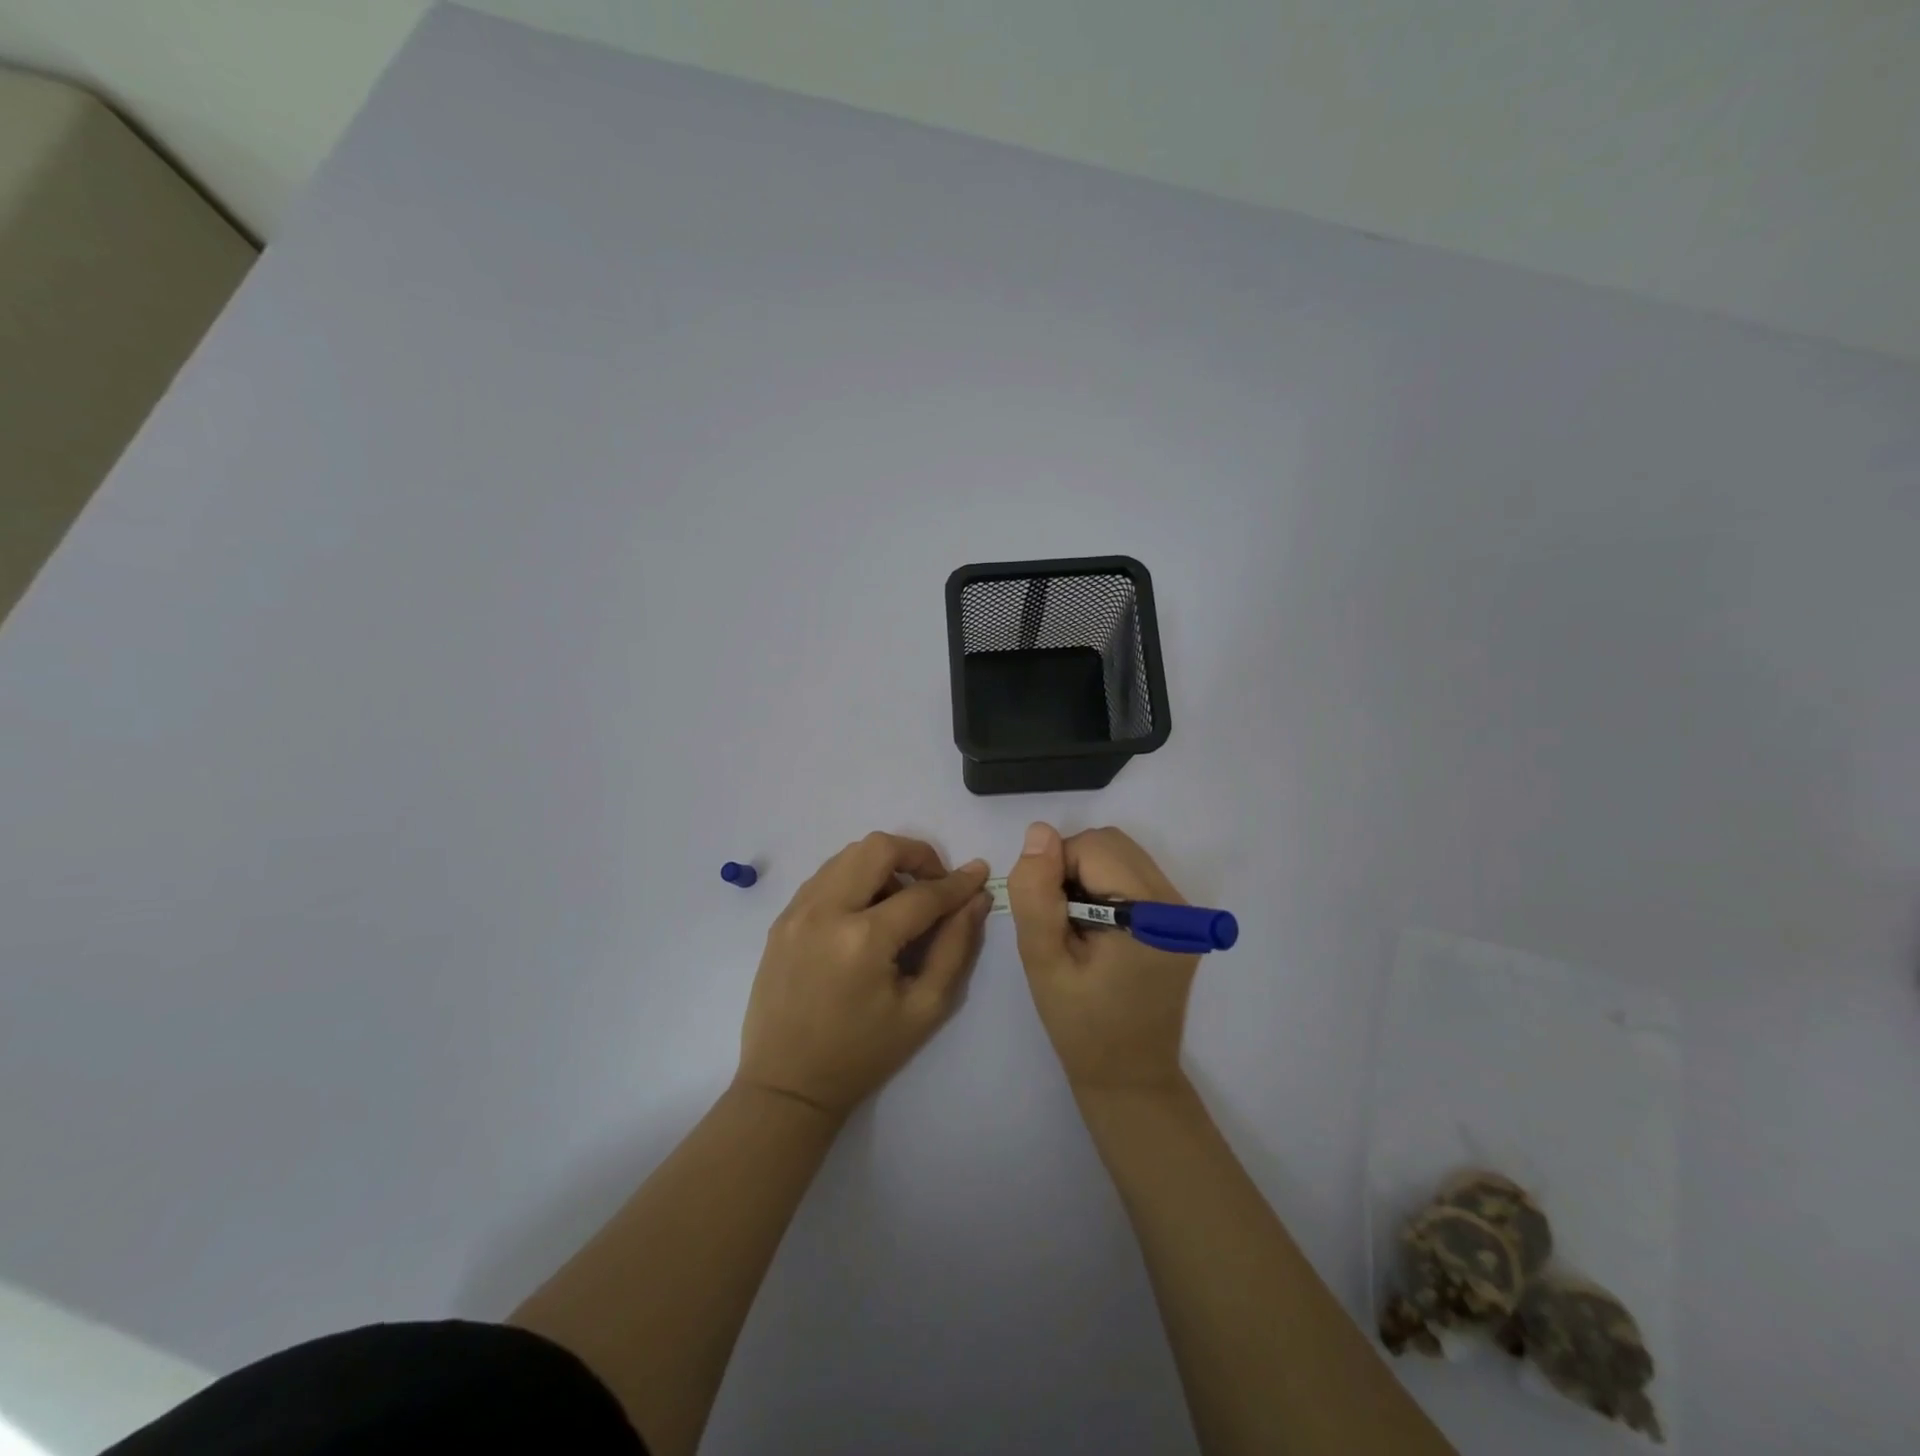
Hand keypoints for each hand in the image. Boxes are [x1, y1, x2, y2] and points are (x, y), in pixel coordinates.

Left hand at [737, 833, 992, 1118]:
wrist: (786, 1085)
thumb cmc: (863, 1054)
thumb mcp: (924, 1008)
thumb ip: (956, 947)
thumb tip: (976, 899)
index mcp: (863, 940)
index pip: (923, 893)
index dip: (957, 883)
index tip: (979, 874)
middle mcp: (826, 911)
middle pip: (878, 847)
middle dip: (917, 855)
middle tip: (934, 884)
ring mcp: (797, 911)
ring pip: (848, 854)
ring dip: (883, 864)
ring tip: (899, 901)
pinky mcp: (782, 918)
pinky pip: (825, 875)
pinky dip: (854, 878)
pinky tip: (866, 911)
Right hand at [1007, 823, 1198, 1094]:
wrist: (1130, 1078)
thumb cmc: (1081, 1026)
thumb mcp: (1043, 962)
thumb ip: (1036, 895)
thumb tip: (1039, 833)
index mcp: (1153, 916)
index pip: (1093, 848)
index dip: (1056, 870)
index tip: (1047, 916)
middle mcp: (1179, 904)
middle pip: (1111, 845)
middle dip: (1072, 868)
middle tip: (1059, 921)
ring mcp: (1185, 912)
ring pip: (1121, 855)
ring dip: (1087, 876)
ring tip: (1077, 928)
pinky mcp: (1181, 920)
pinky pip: (1133, 875)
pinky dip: (1105, 887)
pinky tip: (1097, 930)